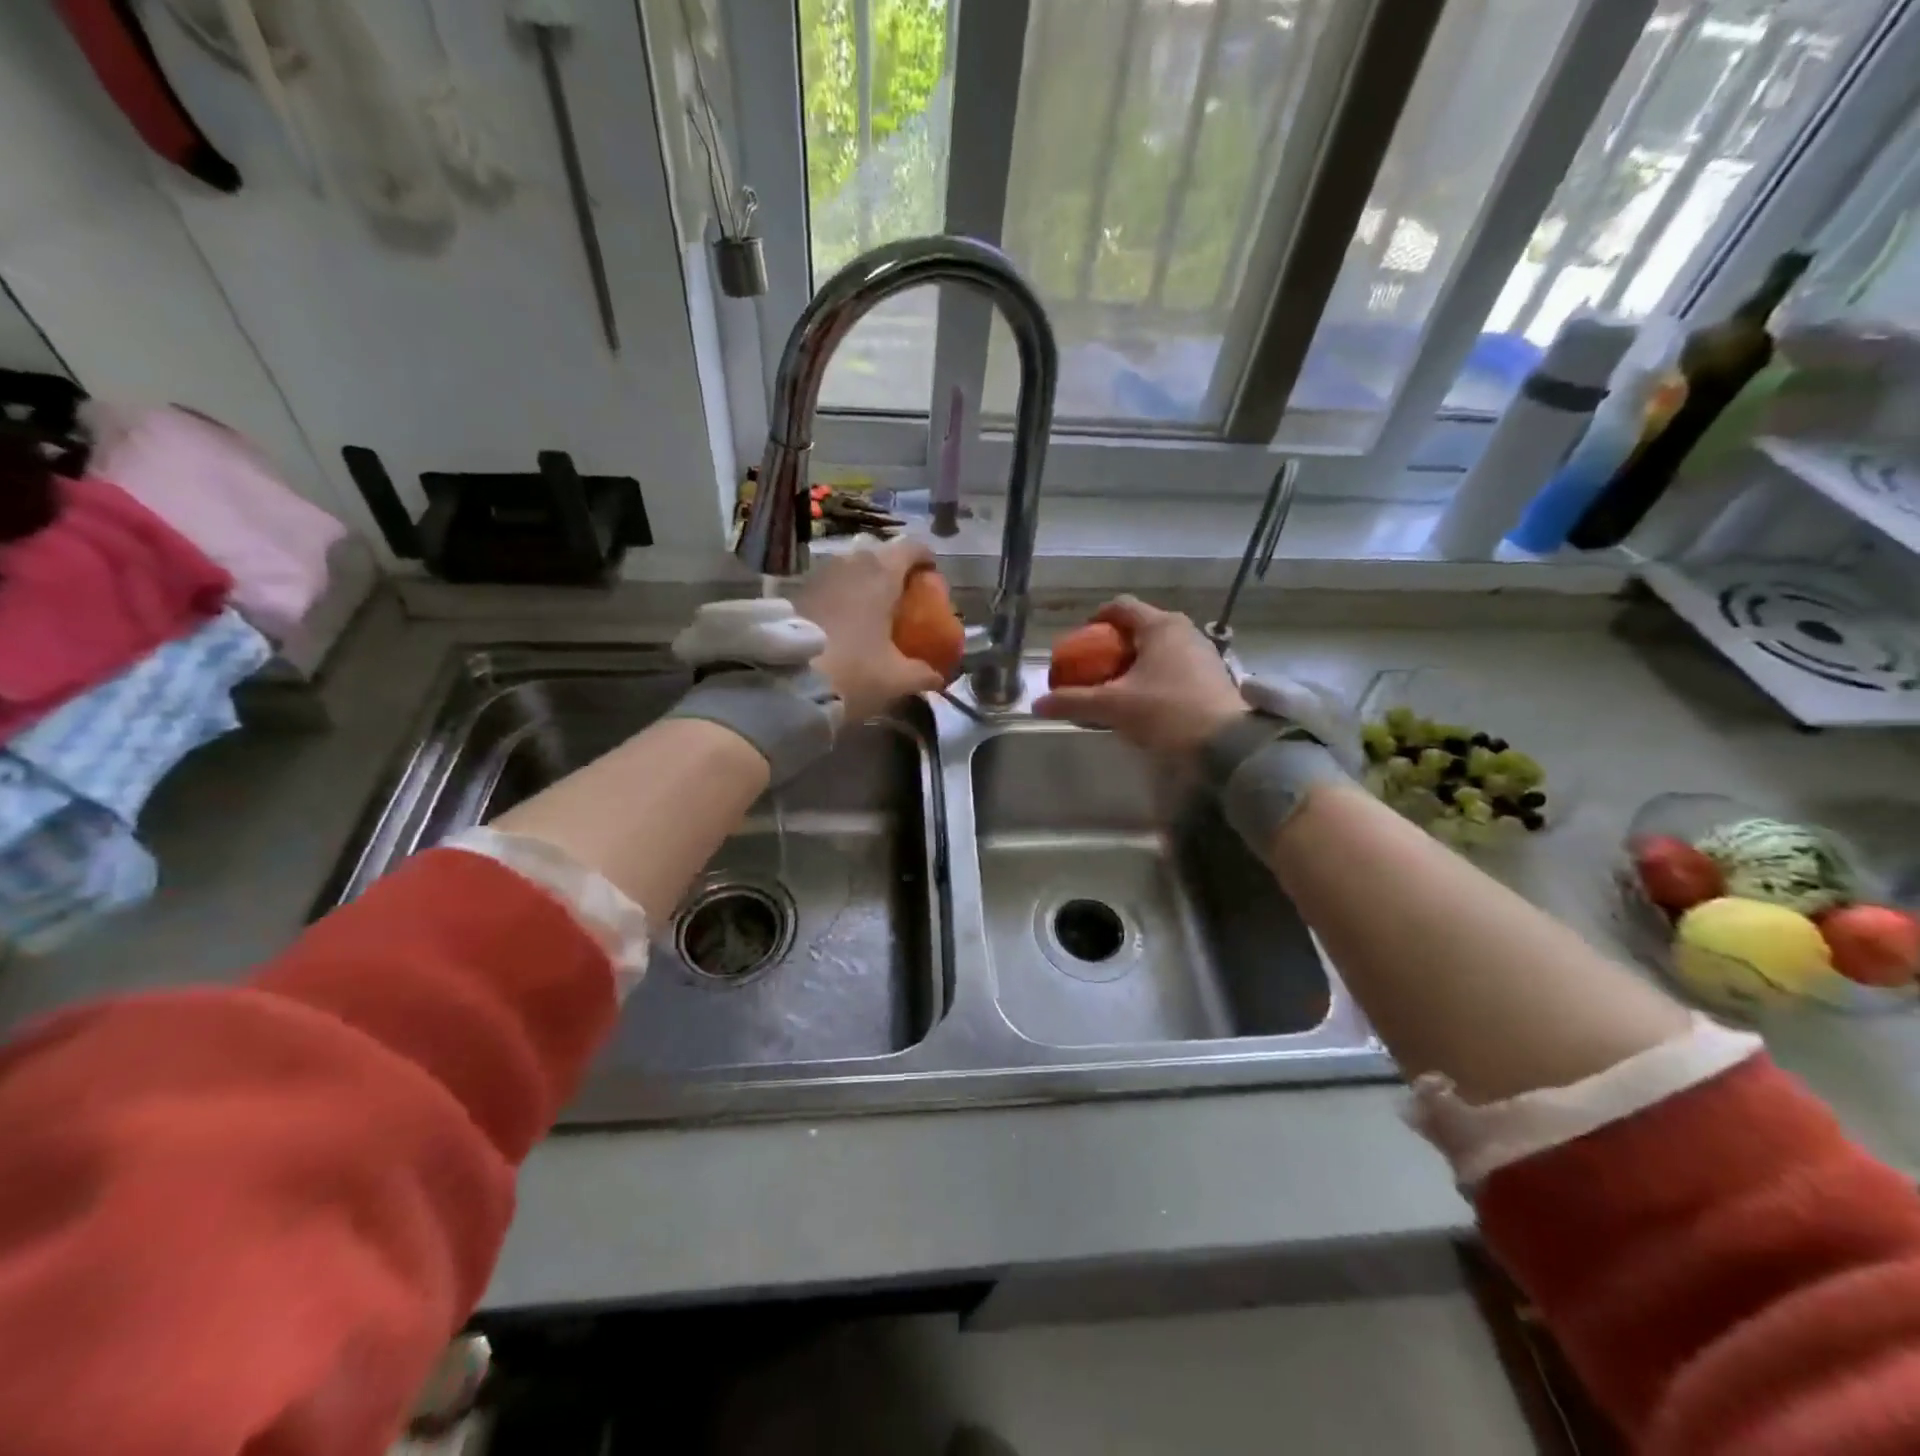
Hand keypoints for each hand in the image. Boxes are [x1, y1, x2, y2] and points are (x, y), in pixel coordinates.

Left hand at [798, 539, 947, 720]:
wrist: (785, 684)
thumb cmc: (853, 672)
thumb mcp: (897, 679)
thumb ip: (923, 674)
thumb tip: (938, 676)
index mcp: (881, 573)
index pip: (913, 547)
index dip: (927, 561)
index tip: (933, 581)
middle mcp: (850, 562)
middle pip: (881, 556)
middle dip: (896, 575)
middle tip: (905, 603)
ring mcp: (820, 574)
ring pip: (852, 570)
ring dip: (866, 586)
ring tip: (874, 616)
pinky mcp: (797, 592)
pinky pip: (831, 586)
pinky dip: (844, 598)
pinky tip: (847, 626)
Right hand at [1033, 596, 1245, 755]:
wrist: (1227, 745)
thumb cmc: (1167, 712)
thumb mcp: (1114, 707)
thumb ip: (1075, 701)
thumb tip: (1038, 704)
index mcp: (1160, 626)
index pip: (1120, 607)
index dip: (1096, 618)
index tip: (1082, 639)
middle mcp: (1184, 631)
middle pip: (1140, 627)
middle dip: (1114, 645)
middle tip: (1096, 668)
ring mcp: (1203, 652)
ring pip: (1159, 648)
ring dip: (1136, 662)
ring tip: (1119, 688)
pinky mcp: (1213, 676)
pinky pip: (1175, 665)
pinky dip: (1156, 675)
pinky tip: (1147, 702)